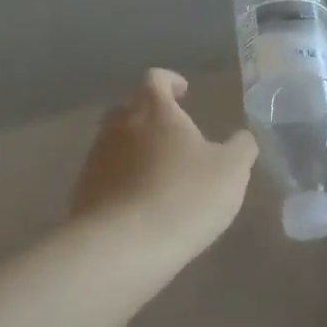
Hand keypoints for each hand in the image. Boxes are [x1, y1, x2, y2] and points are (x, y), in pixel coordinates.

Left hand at [68, 69, 257, 272]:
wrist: (122, 247)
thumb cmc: (185, 197)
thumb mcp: (232, 171)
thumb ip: (242, 147)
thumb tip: (242, 137)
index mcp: (155, 111)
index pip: (156, 79)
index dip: (171, 82)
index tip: (185, 94)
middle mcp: (119, 127)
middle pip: (129, 108)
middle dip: (149, 116)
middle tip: (173, 136)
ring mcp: (96, 159)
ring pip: (115, 143)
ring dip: (135, 151)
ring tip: (160, 175)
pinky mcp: (84, 192)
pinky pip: (106, 176)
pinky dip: (123, 181)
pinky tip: (142, 205)